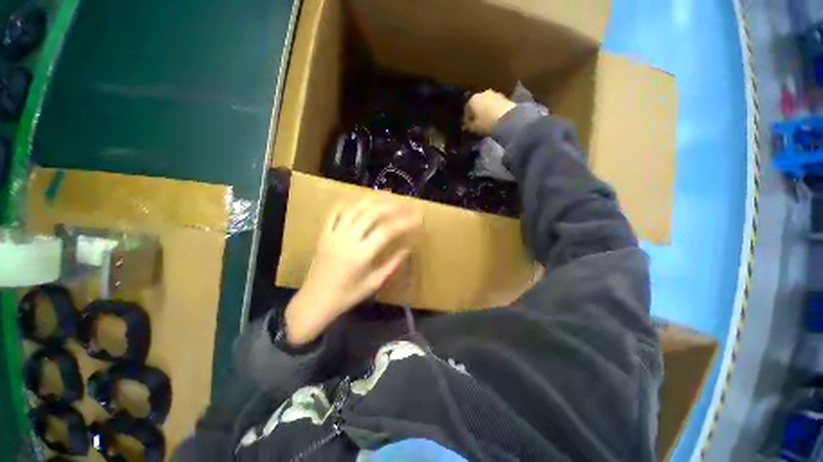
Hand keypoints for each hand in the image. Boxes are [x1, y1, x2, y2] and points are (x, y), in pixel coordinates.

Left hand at [285, 197, 420, 344]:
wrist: (315, 302)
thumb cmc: (347, 296)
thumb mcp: (373, 283)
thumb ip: (392, 264)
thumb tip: (407, 248)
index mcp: (361, 255)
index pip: (386, 231)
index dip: (404, 222)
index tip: (417, 218)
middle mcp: (347, 240)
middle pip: (371, 214)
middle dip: (391, 206)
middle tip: (405, 203)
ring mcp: (333, 235)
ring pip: (354, 209)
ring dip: (372, 199)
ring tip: (387, 195)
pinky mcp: (324, 234)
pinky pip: (335, 212)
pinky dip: (349, 202)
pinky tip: (360, 199)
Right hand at [463, 89, 515, 135]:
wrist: (509, 119)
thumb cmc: (487, 123)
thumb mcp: (474, 128)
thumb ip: (468, 126)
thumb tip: (466, 126)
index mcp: (473, 99)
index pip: (466, 109)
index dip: (466, 119)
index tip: (468, 126)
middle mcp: (483, 93)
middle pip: (477, 104)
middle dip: (476, 112)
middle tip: (476, 122)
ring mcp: (495, 94)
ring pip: (486, 103)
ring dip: (485, 110)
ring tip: (486, 120)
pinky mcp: (504, 97)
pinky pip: (495, 104)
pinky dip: (493, 110)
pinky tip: (494, 118)